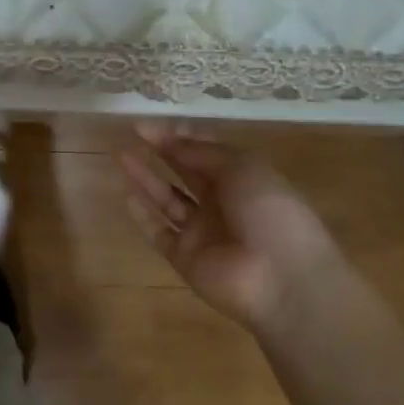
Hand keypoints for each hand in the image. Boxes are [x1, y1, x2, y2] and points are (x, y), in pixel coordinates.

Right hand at [119, 126, 336, 333]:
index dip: (178, 135)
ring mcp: (202, 232)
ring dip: (146, 178)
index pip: (205, 151)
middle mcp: (221, 202)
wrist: (282, 279)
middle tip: (131, 134)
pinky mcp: (184, 257)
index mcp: (242, 178)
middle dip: (160, 152)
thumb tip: (170, 140)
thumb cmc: (269, 212)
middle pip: (184, 172)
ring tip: (121, 156)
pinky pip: (159, 233)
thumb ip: (202, 152)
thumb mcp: (242, 168)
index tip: (149, 125)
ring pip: (167, 200)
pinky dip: (142, 216)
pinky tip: (126, 195)